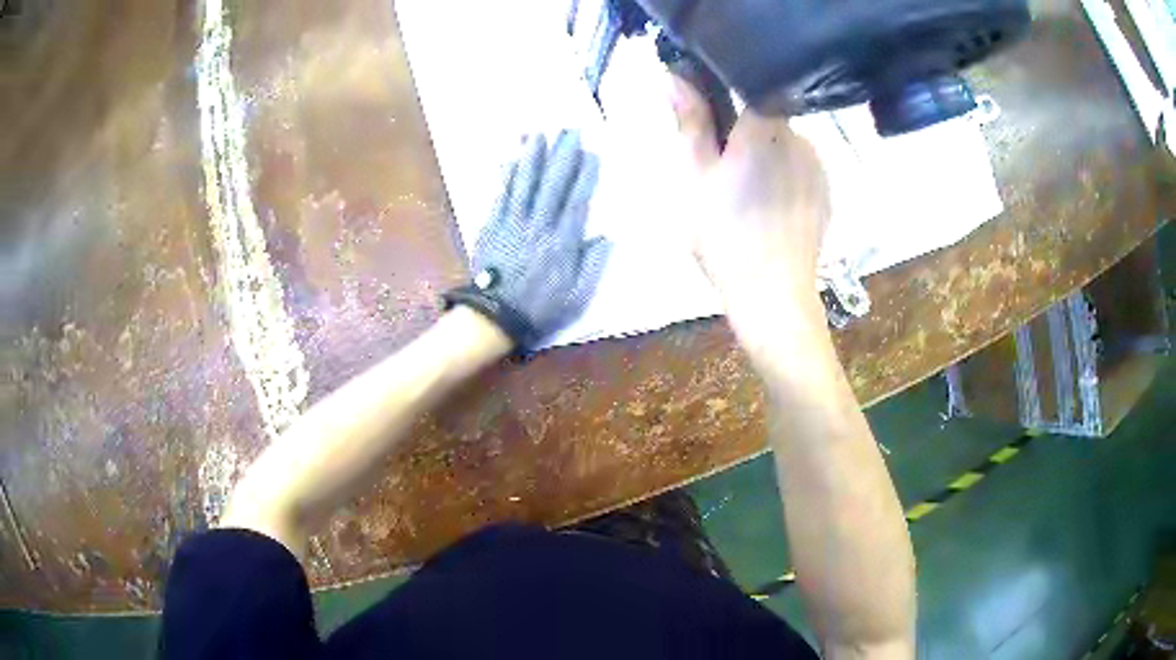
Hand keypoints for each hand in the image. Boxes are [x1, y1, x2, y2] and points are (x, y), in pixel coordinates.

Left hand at [445, 131, 611, 349]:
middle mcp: (539, 225)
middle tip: (569, 129)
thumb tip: (607, 235)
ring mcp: (513, 222)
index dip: (585, 174)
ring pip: (525, 182)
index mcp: (563, 242)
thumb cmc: (539, 308)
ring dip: (532, 156)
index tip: (591, 152)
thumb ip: (593, 264)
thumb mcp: (578, 296)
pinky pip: (501, 194)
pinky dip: (506, 174)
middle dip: (562, 154)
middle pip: (552, 183)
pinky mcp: (492, 225)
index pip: (577, 200)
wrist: (493, 316)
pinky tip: (510, 157)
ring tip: (538, 133)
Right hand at [669, 76, 831, 334]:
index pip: (747, 84)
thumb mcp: (696, 177)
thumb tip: (675, 76)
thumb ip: (690, 122)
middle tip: (721, 168)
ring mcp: (819, 166)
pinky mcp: (827, 192)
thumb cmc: (726, 235)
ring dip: (765, 154)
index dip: (724, 94)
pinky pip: (801, 168)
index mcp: (765, 126)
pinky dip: (784, 175)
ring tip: (746, 194)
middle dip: (742, 131)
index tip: (708, 119)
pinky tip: (771, 207)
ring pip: (784, 143)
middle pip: (766, 115)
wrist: (773, 295)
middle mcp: (800, 137)